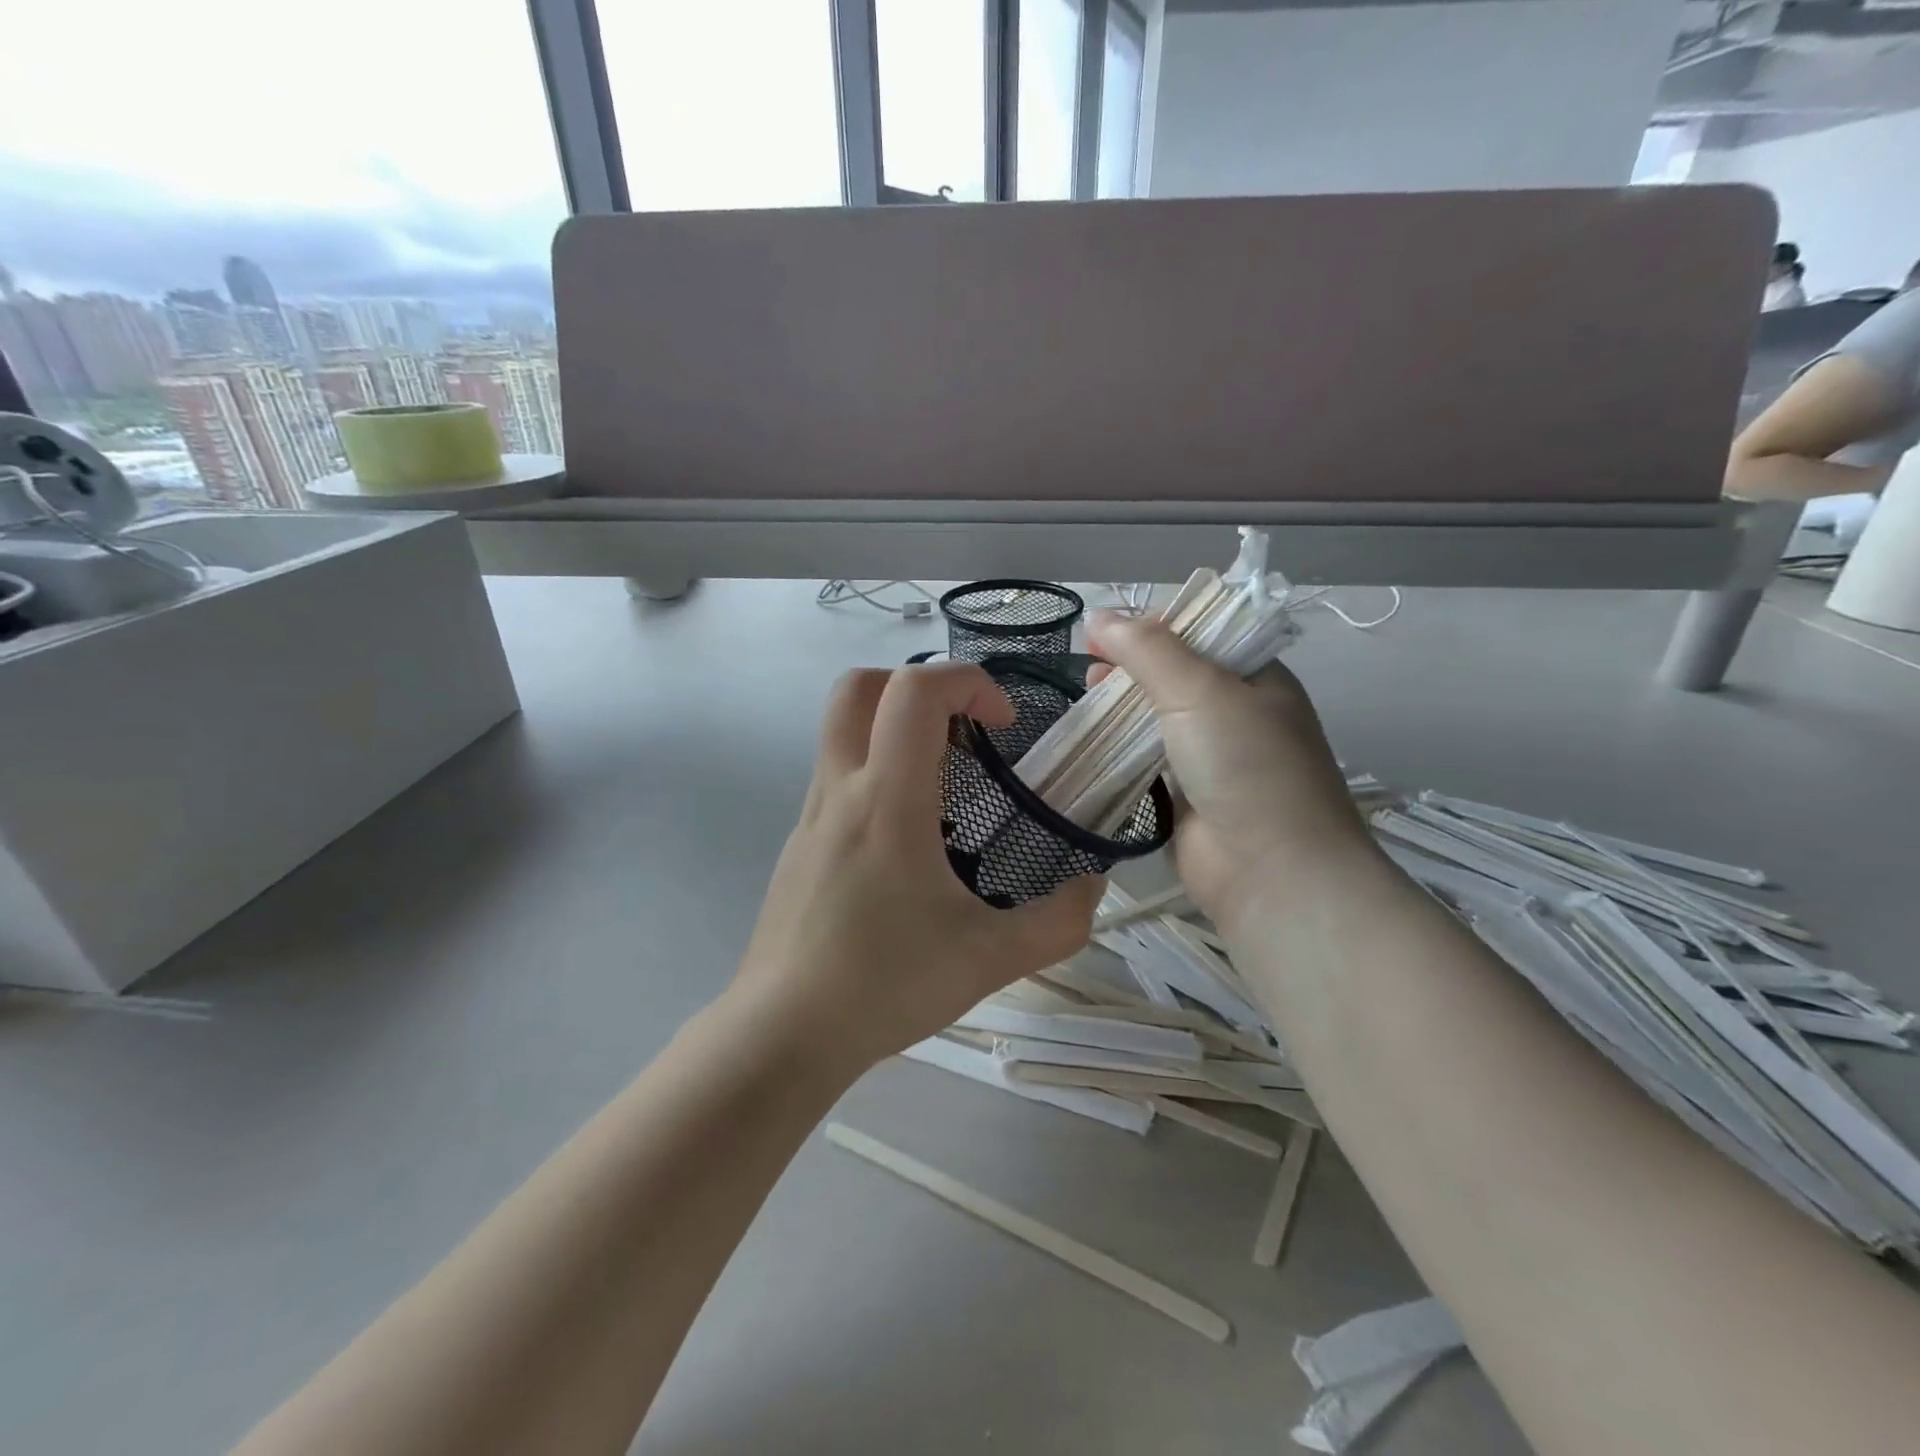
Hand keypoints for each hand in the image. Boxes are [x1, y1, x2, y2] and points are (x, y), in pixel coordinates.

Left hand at [735, 663, 1102, 1070]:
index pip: (915, 690)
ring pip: (841, 727)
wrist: (783, 1034)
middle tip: (964, 732)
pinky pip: (838, 774)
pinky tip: (910, 838)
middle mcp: (841, 790)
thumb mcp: (991, 959)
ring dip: (895, 728)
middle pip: (860, 686)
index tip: (1003, 724)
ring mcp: (810, 814)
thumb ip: (1059, 923)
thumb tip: (1093, 888)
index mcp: (887, 799)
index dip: (968, 681)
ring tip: (947, 785)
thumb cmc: (885, 985)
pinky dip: (877, 770)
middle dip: (919, 685)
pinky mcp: (799, 842)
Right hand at [1085, 610, 1375, 931]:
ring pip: (1159, 718)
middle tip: (1091, 667)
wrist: (1271, 871)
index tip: (1108, 630)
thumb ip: (1147, 649)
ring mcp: (1213, 758)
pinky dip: (1121, 748)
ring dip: (1123, 707)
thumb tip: (1098, 616)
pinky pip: (1148, 760)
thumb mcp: (1199, 690)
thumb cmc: (1244, 765)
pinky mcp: (1187, 796)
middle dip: (1132, 665)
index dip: (1155, 625)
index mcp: (1258, 677)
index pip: (1204, 632)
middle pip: (1176, 675)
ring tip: (1085, 697)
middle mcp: (1238, 713)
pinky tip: (1091, 741)